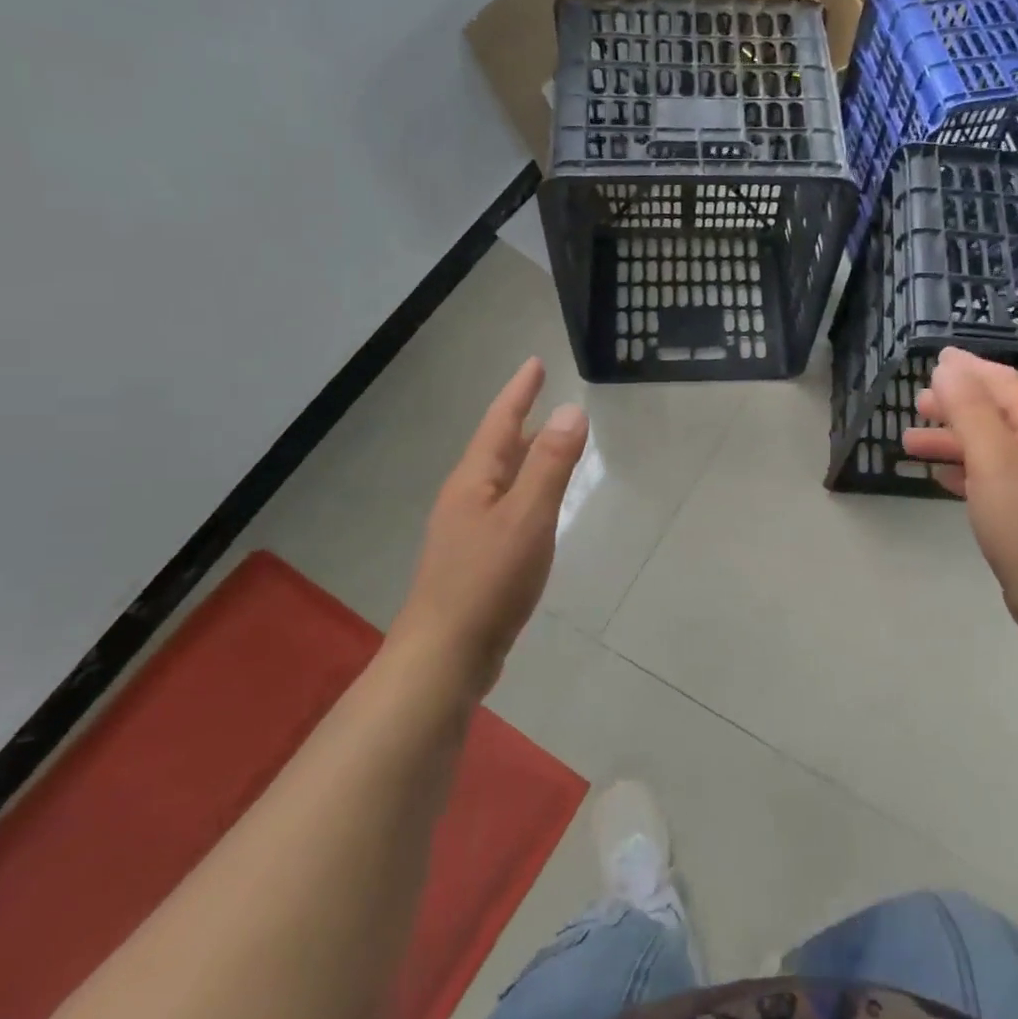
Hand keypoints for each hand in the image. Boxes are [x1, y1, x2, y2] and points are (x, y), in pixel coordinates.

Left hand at [391, 357, 587, 697]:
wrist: (446, 654)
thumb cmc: (488, 581)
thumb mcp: (528, 517)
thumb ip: (551, 464)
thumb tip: (571, 410)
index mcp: (474, 481)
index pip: (501, 422)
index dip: (519, 392)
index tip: (535, 363)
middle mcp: (466, 498)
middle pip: (497, 448)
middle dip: (522, 421)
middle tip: (545, 398)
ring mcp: (467, 530)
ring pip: (501, 480)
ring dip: (524, 456)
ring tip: (548, 444)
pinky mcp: (476, 559)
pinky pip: (506, 508)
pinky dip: (526, 491)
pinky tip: (537, 507)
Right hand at [902, 348, 1017, 635]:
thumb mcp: (991, 454)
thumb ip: (967, 407)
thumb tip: (947, 366)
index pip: (1002, 382)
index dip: (967, 368)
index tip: (934, 359)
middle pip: (995, 412)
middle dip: (954, 405)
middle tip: (916, 404)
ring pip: (989, 446)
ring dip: (951, 440)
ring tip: (910, 443)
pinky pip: (992, 475)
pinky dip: (965, 470)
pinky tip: (940, 476)